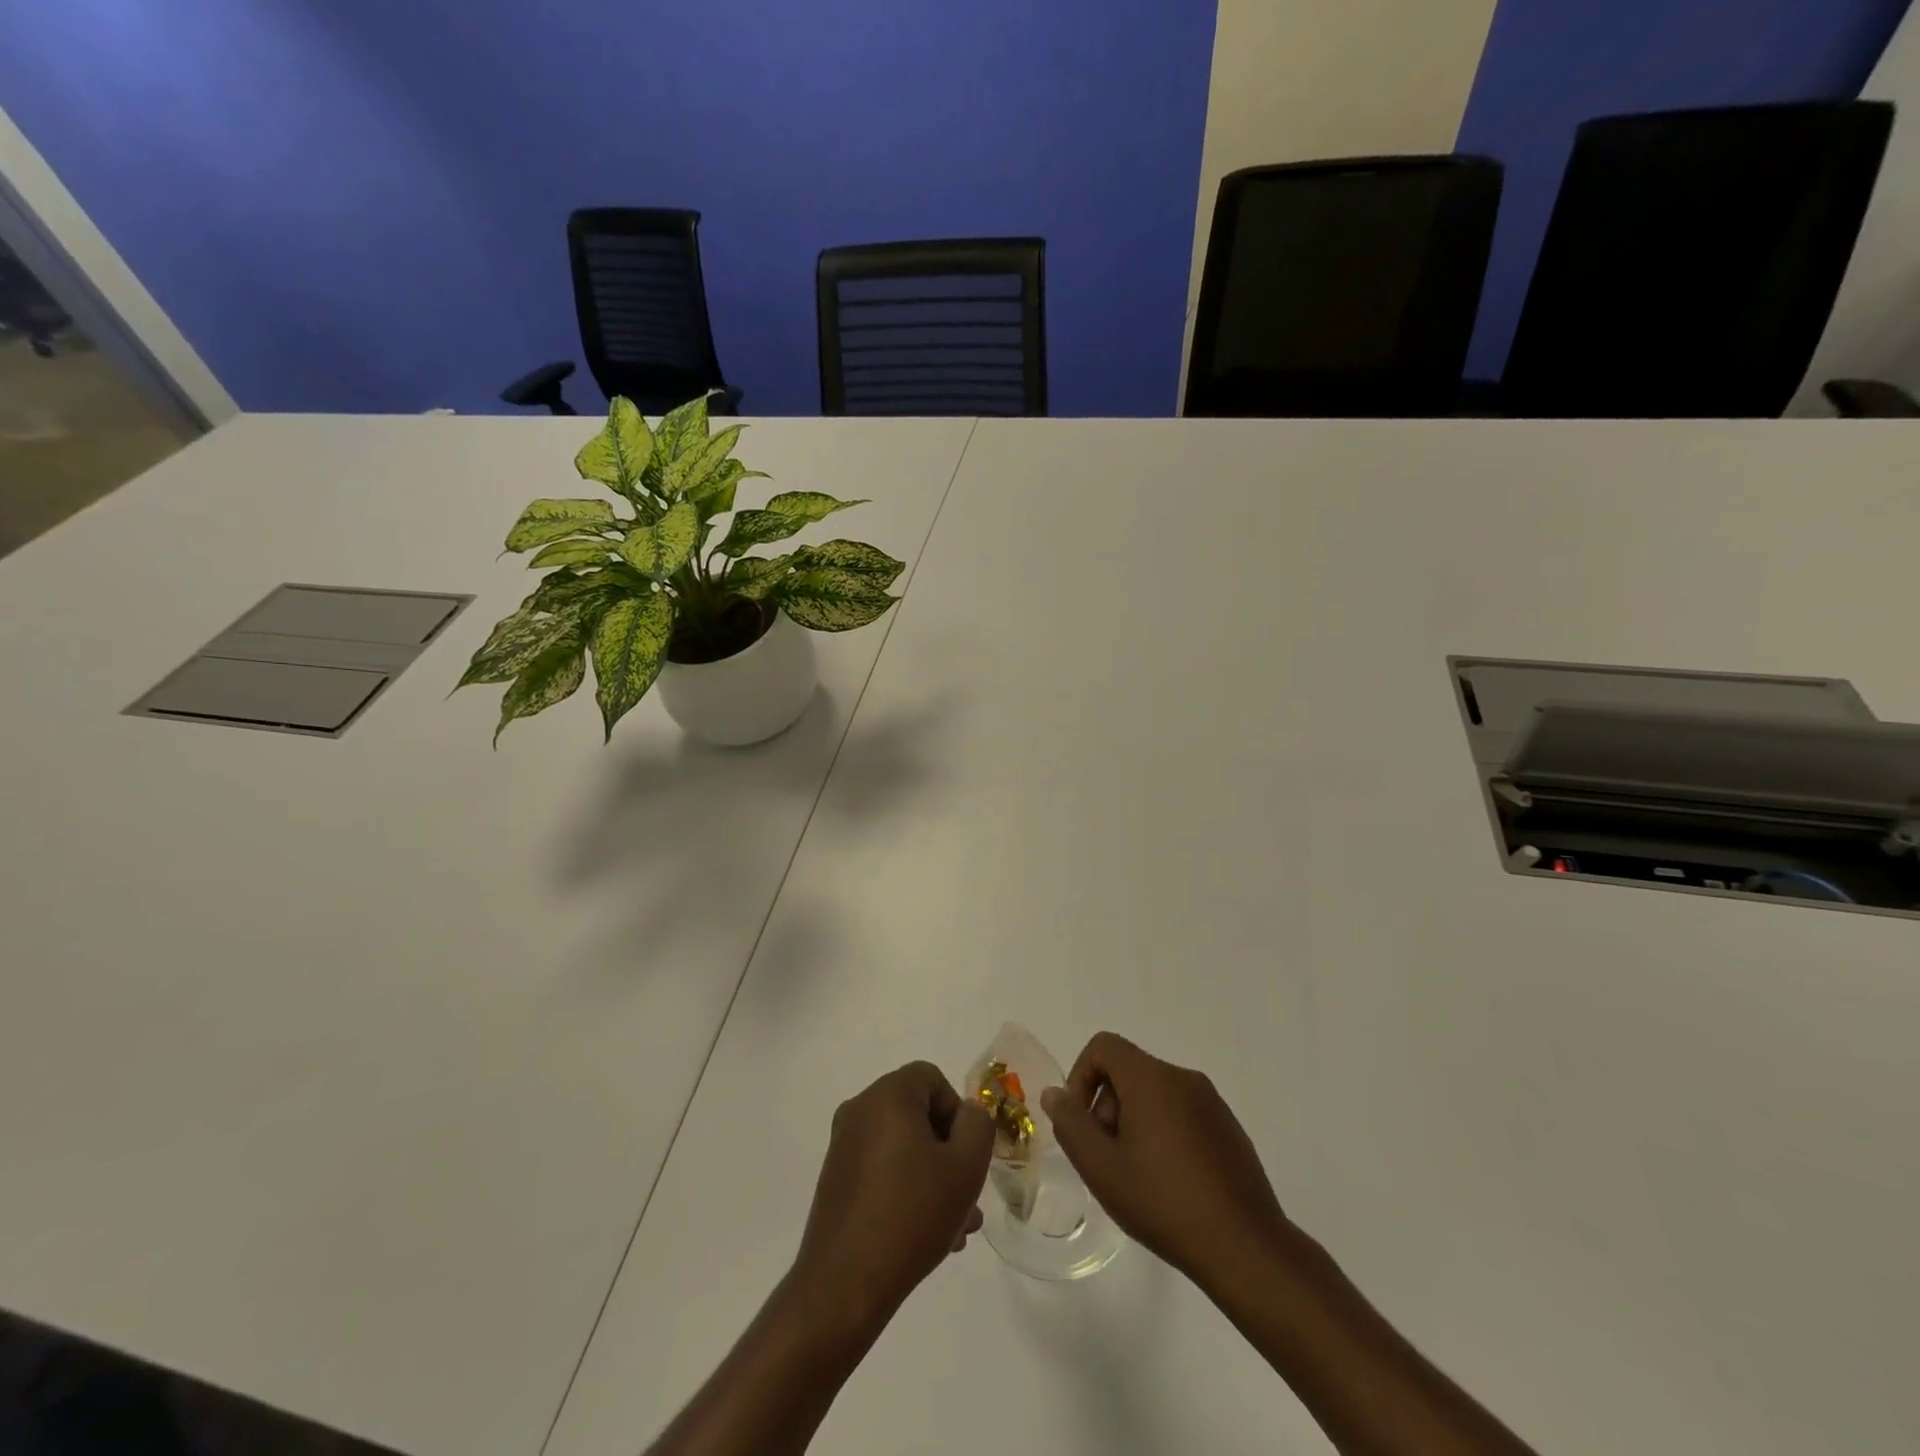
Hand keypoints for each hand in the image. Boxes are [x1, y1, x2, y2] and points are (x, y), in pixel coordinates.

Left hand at [791, 1061, 993, 1335]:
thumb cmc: (912, 1215)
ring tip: (957, 1227)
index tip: (967, 1154)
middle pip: (918, 1115)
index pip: (931, 1078)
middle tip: (968, 1195)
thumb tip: (968, 1113)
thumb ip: (978, 1127)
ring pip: (903, 1148)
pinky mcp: (836, 1180)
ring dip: (933, 1177)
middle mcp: (860, 1110)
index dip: (957, 1111)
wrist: (844, 1284)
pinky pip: (883, 1170)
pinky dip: (907, 1189)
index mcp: (887, 1095)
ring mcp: (844, 1147)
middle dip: (949, 1152)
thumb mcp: (965, 1167)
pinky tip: (928, 1235)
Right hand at [1042, 1032, 1287, 1285]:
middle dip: (1107, 1106)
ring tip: (1137, 1176)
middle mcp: (1183, 1078)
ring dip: (1135, 1122)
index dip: (1081, 1076)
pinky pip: (1182, 1113)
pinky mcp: (1229, 1128)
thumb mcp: (1101, 1168)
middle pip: (1128, 1071)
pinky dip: (1164, 1134)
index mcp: (1151, 1078)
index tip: (1083, 1124)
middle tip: (1108, 1158)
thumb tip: (1055, 1094)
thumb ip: (1071, 1124)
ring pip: (1155, 1094)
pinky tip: (1170, 1184)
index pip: (1104, 1046)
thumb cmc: (1163, 1202)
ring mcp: (1211, 1102)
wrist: (1245, 1247)